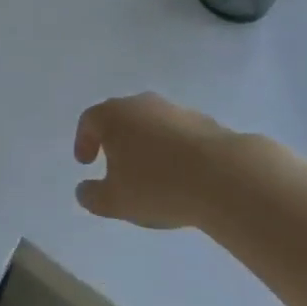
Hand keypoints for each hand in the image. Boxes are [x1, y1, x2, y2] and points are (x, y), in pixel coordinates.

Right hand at [73, 93, 236, 229]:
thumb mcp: (115, 201)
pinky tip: (180, 174)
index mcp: (113, 115)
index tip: (86, 163)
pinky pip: (177, 134)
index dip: (83, 141)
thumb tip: (83, 190)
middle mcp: (141, 104)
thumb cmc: (157, 185)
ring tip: (151, 174)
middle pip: (120, 117)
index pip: (89, 121)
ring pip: (151, 124)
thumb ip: (93, 196)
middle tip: (115, 166)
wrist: (223, 176)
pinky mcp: (203, 122)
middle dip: (115, 140)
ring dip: (146, 144)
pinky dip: (172, 149)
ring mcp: (174, 109)